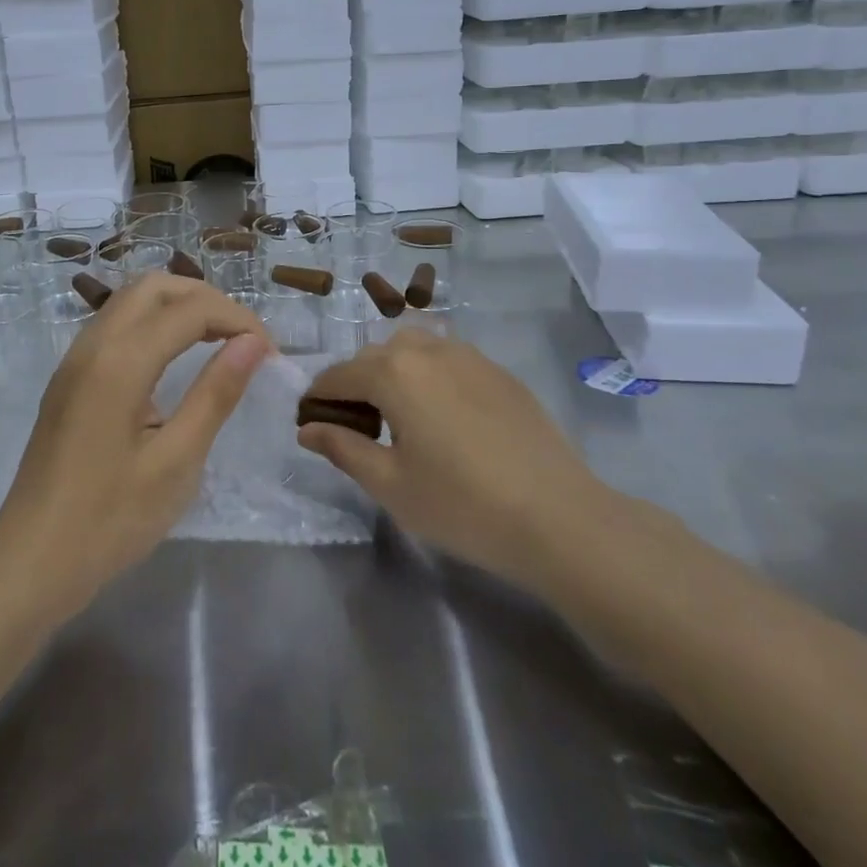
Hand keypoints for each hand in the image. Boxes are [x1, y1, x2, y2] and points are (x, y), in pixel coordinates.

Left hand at [0, 273, 270, 624]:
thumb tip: (253, 342)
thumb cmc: (110, 521)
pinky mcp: (69, 377)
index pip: (190, 309)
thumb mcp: (176, 462)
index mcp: (120, 362)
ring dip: (177, 306)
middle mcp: (93, 344)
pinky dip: (152, 323)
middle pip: (155, 286)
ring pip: (131, 300)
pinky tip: (173, 359)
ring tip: (217, 341)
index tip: (270, 354)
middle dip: (206, 299)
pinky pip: (115, 324)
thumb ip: (215, 394)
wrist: (30, 562)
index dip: (238, 320)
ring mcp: (75, 359)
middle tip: (243, 338)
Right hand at [297, 328, 615, 588]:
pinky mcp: (499, 371)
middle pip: (374, 357)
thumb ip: (342, 448)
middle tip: (355, 428)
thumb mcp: (389, 484)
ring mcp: (468, 355)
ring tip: (398, 417)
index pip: (338, 375)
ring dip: (393, 373)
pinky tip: (442, 416)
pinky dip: (429, 375)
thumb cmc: (461, 504)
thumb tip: (307, 429)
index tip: (309, 424)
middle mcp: (427, 349)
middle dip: (355, 384)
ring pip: (413, 349)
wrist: (559, 518)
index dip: (317, 398)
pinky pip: (448, 359)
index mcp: (393, 372)